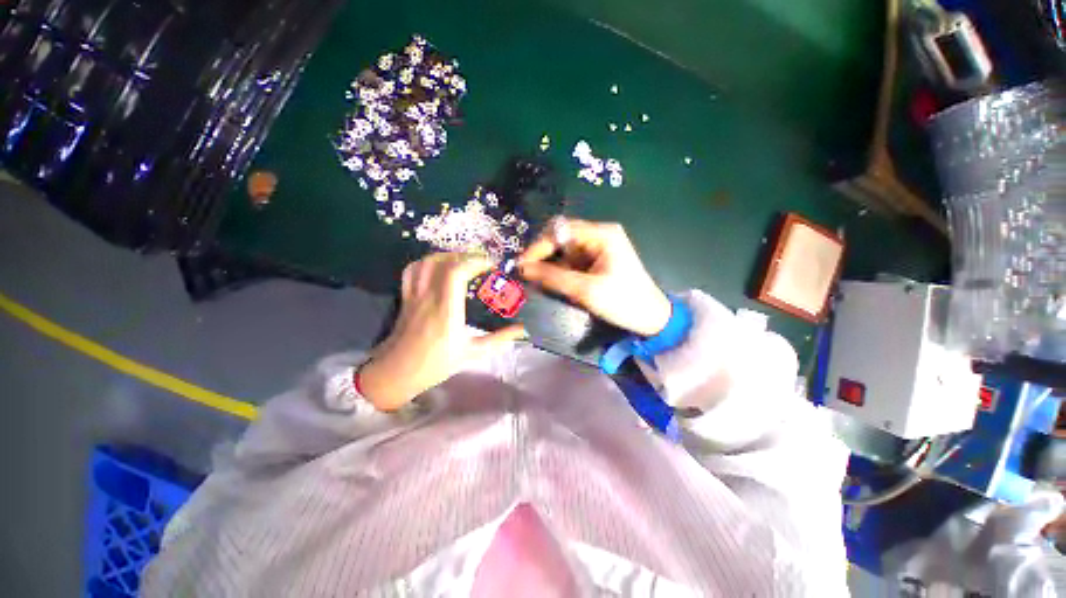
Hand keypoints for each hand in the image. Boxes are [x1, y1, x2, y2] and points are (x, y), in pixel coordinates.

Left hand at [359, 253, 525, 410]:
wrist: (397, 373)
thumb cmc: (436, 364)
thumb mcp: (473, 353)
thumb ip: (499, 339)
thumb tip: (523, 329)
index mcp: (446, 312)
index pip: (456, 273)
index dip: (475, 261)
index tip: (491, 264)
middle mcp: (429, 298)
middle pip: (443, 262)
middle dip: (466, 256)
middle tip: (482, 262)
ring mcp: (414, 296)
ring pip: (426, 262)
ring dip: (447, 255)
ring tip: (464, 261)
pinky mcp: (406, 297)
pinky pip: (412, 270)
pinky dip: (428, 262)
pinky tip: (439, 266)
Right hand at [518, 219, 670, 335]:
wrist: (651, 318)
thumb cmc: (623, 302)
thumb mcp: (585, 290)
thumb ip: (552, 277)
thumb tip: (523, 268)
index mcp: (601, 234)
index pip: (560, 229)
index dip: (539, 246)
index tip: (523, 265)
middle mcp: (599, 234)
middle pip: (561, 237)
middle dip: (544, 255)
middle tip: (529, 274)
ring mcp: (599, 247)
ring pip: (565, 250)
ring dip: (551, 264)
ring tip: (538, 281)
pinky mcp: (598, 260)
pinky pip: (572, 260)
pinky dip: (561, 270)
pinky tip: (553, 282)